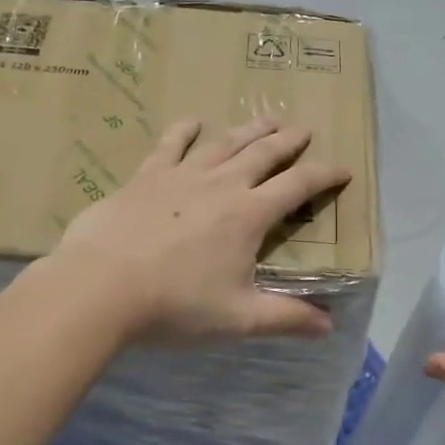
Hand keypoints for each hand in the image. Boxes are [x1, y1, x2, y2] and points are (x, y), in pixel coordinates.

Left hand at [48, 118, 350, 343]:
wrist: (101, 286)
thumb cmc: (175, 304)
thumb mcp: (238, 318)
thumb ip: (286, 318)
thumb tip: (329, 325)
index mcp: (249, 215)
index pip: (297, 186)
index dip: (324, 175)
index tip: (343, 168)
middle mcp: (221, 185)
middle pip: (262, 154)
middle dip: (288, 141)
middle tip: (304, 129)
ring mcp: (181, 175)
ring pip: (223, 143)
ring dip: (248, 130)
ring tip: (266, 119)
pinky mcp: (146, 176)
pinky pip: (170, 145)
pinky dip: (185, 131)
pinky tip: (193, 121)